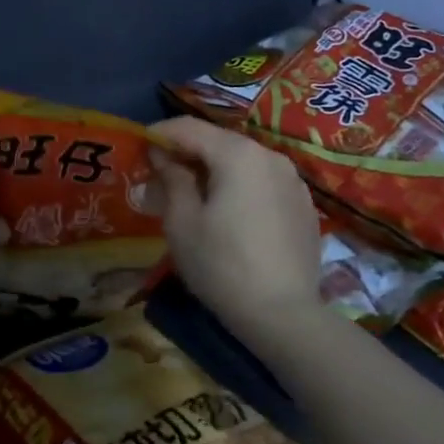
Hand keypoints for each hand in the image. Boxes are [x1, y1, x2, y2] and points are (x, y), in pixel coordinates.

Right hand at [148, 117, 322, 339]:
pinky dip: (240, 186)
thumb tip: (164, 156)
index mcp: (238, 154)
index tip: (139, 145)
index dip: (160, 133)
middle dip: (188, 151)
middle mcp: (270, 156)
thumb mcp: (182, 222)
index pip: (190, 128)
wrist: (284, 315)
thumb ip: (172, 179)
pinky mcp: (304, 205)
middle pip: (219, 141)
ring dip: (215, 169)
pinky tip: (228, 213)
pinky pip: (263, 182)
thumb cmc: (221, 265)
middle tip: (161, 172)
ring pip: (244, 161)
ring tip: (193, 192)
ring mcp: (293, 181)